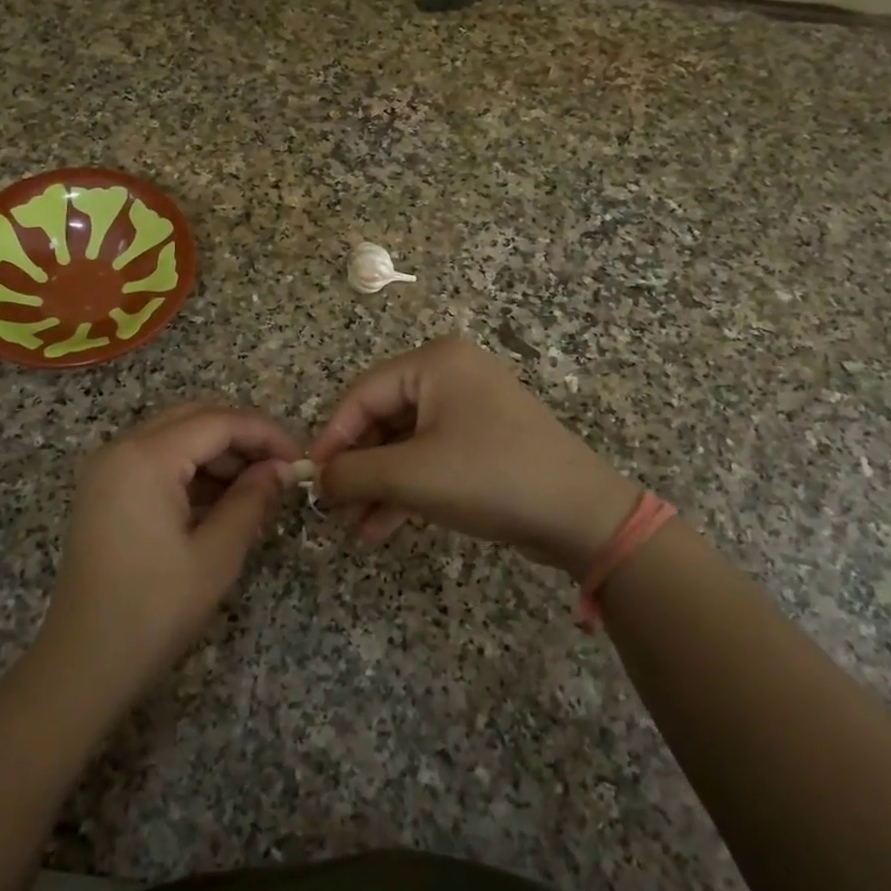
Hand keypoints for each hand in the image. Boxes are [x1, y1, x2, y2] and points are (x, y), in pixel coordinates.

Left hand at [38, 402, 299, 707]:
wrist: (84, 663)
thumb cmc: (154, 609)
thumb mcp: (216, 554)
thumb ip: (252, 499)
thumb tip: (282, 469)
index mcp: (146, 458)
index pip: (219, 421)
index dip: (265, 433)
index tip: (299, 459)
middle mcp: (121, 448)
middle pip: (194, 417)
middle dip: (242, 436)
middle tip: (280, 468)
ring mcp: (107, 468)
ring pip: (175, 435)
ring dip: (218, 452)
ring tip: (256, 486)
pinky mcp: (104, 489)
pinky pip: (156, 458)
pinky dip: (191, 468)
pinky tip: (220, 498)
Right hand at [308, 337, 640, 578]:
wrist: (580, 515)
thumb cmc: (490, 477)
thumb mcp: (411, 475)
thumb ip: (353, 473)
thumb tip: (316, 480)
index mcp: (434, 362)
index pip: (362, 394)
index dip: (332, 437)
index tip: (310, 479)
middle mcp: (450, 375)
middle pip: (382, 419)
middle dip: (357, 468)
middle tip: (333, 509)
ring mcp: (468, 409)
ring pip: (404, 444)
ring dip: (377, 486)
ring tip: (354, 528)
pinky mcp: (480, 442)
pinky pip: (429, 459)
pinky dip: (405, 490)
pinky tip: (381, 528)